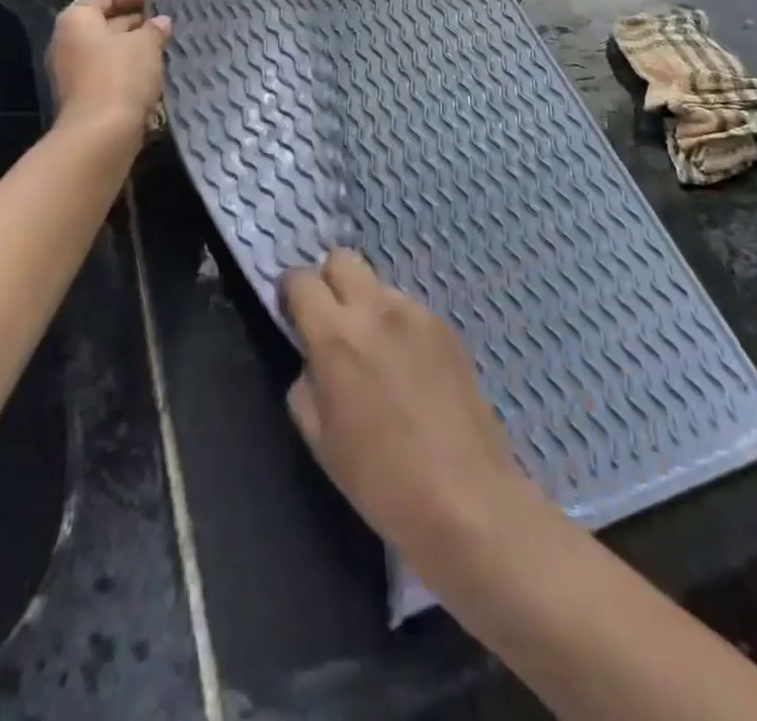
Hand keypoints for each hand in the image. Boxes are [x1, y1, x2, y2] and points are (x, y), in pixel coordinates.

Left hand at [47, 0, 171, 133]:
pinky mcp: (83, 95)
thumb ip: (154, 29)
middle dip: (136, 21)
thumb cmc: (121, 77)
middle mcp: (68, 41)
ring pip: (108, 49)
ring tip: (166, 47)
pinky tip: (154, 74)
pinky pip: (108, 72)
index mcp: (77, 19)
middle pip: (104, 21)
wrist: (100, 135)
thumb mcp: (146, 45)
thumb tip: (160, 22)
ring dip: (135, 47)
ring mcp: (72, 71)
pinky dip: (129, 69)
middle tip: (167, 24)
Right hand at [282, 250, 543, 574]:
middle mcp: (376, 309)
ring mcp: (417, 313)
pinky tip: (408, 368)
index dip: (290, 292)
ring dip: (365, 304)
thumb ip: (306, 380)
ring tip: (375, 353)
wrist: (466, 497)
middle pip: (341, 258)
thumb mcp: (319, 438)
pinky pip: (408, 308)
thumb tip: (313, 358)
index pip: (301, 279)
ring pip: (378, 283)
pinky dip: (396, 324)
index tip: (292, 316)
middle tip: (330, 323)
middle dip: (327, 282)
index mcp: (336, 335)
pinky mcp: (446, 327)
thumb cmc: (380, 479)